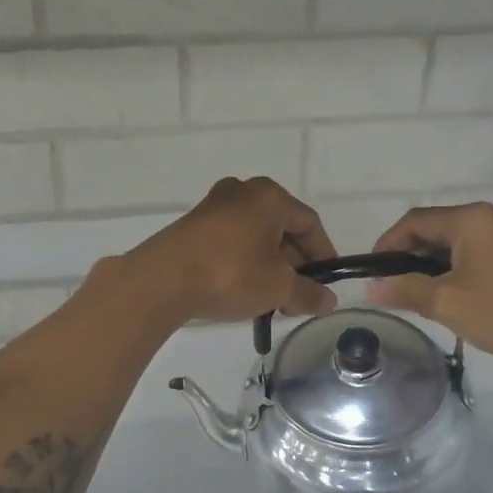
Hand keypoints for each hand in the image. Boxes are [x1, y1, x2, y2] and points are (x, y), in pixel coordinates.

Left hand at [125, 177, 338, 324]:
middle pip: (282, 229)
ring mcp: (214, 207)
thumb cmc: (231, 274)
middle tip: (298, 298)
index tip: (327, 282)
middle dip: (295, 265)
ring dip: (270, 267)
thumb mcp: (278, 287)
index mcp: (270, 197)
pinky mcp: (193, 226)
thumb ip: (308, 293)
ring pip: (256, 237)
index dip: (324, 254)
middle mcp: (243, 192)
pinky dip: (245, 263)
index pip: (309, 223)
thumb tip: (329, 301)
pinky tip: (245, 291)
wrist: (163, 280)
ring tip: (272, 301)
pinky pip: (232, 241)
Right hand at [366, 203, 492, 367]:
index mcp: (473, 219)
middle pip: (436, 228)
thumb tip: (372, 288)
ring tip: (416, 294)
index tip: (372, 271)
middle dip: (409, 255)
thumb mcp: (446, 303)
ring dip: (432, 263)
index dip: (388, 243)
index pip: (416, 221)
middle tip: (391, 286)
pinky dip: (455, 267)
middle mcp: (492, 216)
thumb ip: (405, 290)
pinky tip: (449, 293)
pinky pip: (477, 251)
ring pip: (456, 242)